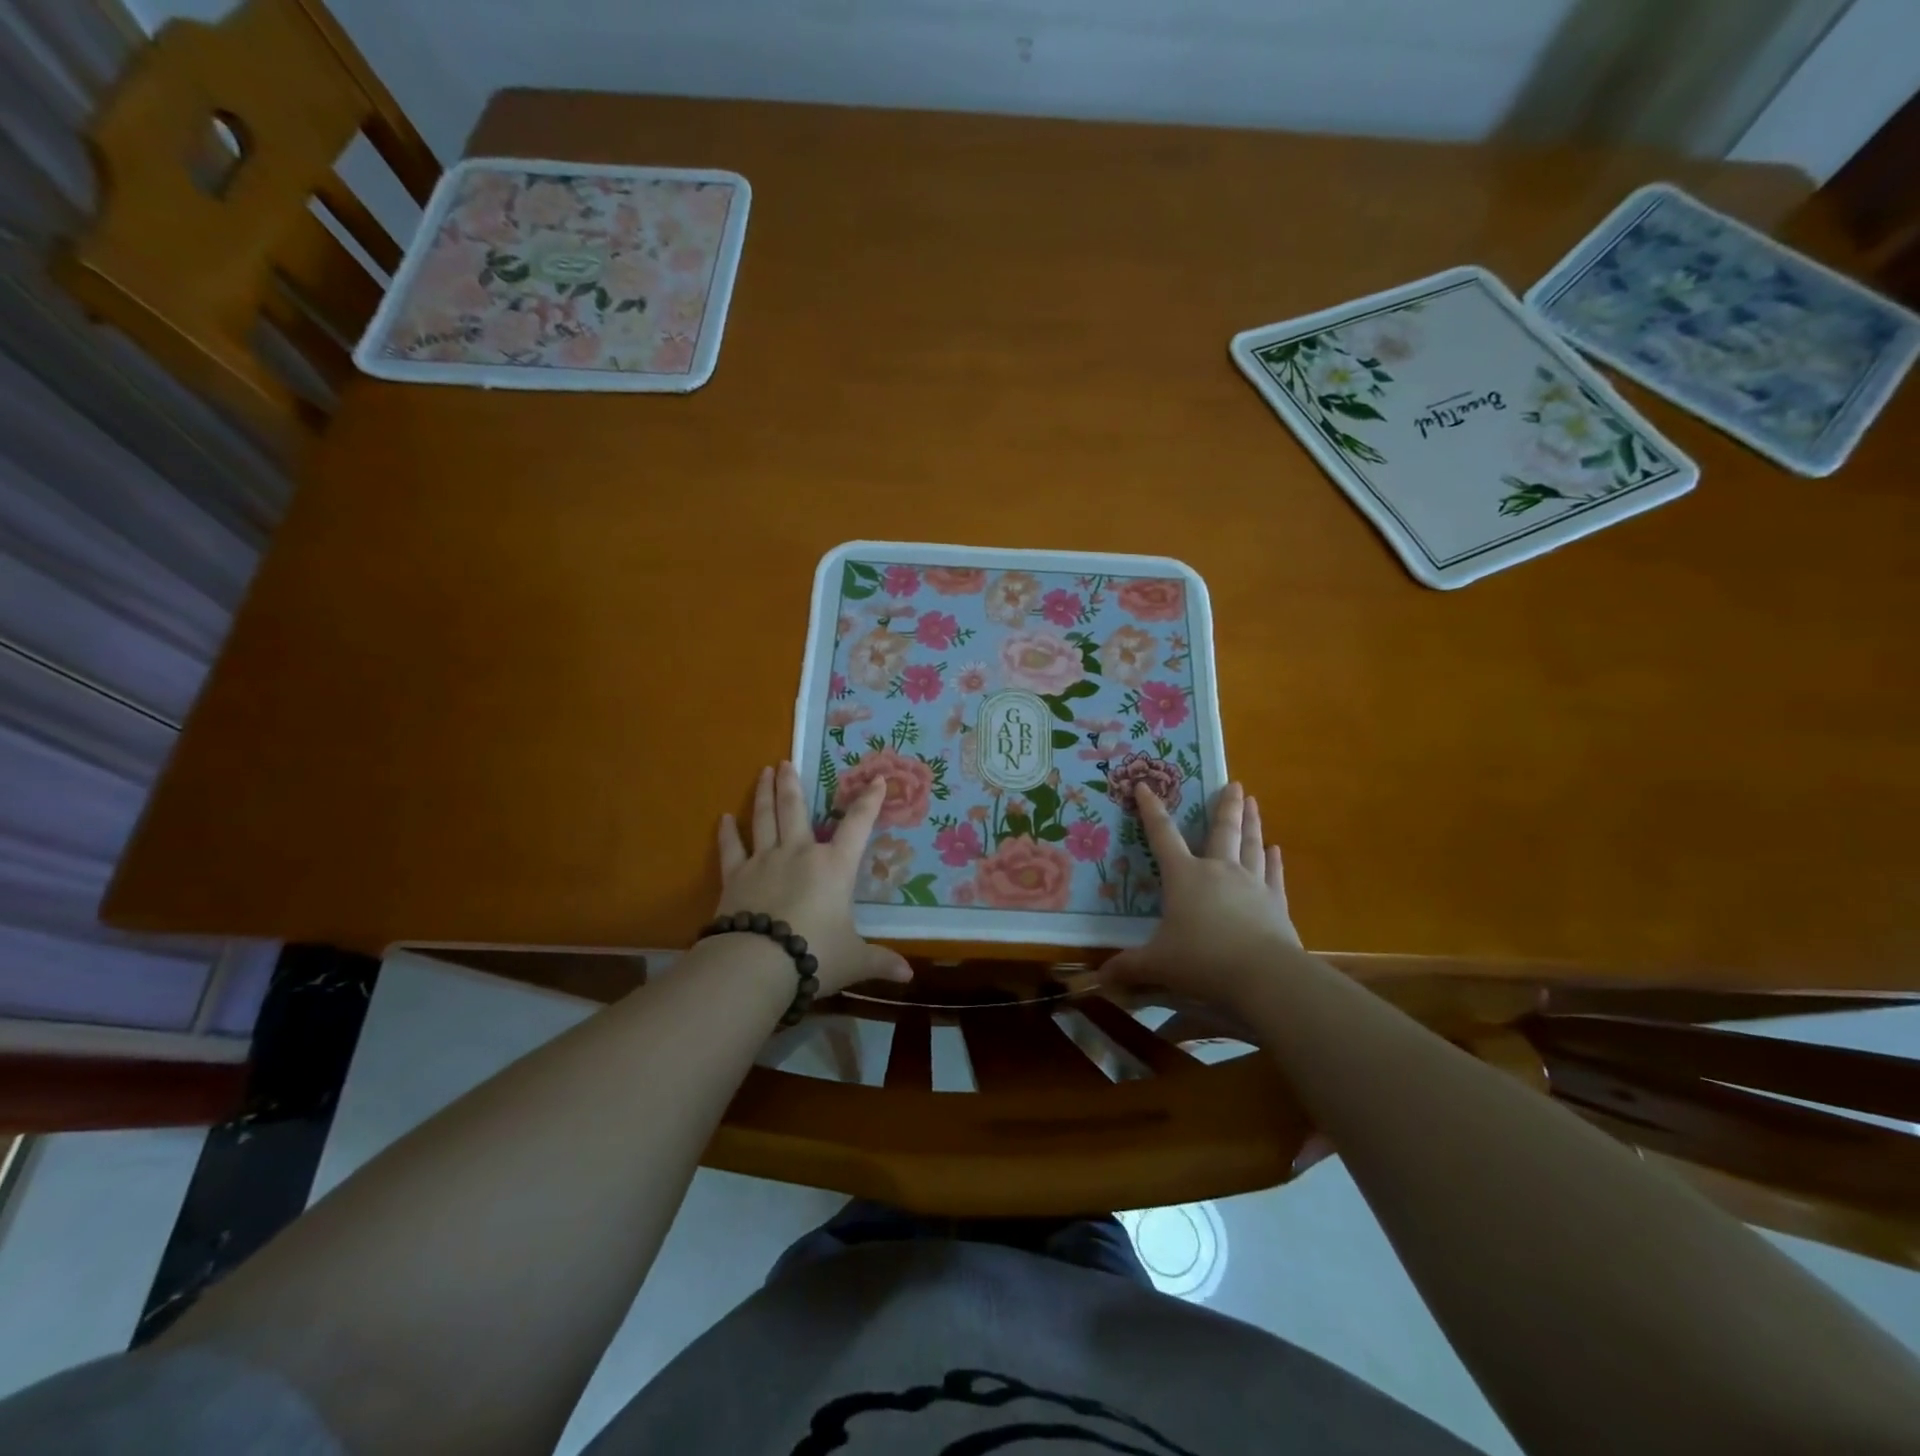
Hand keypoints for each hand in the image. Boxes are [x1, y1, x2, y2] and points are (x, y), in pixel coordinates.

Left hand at [715, 762, 911, 995]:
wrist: (757, 965)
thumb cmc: (815, 955)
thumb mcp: (853, 959)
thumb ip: (879, 963)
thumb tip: (909, 977)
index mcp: (834, 867)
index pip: (857, 826)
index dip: (869, 802)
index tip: (877, 780)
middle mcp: (799, 853)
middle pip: (795, 809)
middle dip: (792, 783)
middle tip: (786, 761)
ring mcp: (764, 861)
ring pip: (764, 819)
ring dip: (764, 794)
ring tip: (764, 772)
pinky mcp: (735, 877)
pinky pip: (731, 849)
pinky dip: (727, 833)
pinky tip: (724, 818)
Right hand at [1101, 782, 1300, 1012]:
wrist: (1263, 975)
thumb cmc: (1202, 961)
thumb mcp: (1158, 964)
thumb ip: (1130, 967)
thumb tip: (1101, 977)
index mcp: (1184, 876)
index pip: (1163, 835)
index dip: (1152, 810)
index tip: (1146, 786)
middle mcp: (1218, 870)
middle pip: (1222, 830)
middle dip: (1225, 806)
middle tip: (1233, 784)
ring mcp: (1251, 884)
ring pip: (1251, 845)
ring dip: (1252, 822)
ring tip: (1253, 802)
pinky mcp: (1276, 903)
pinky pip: (1274, 874)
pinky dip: (1274, 860)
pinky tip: (1276, 849)